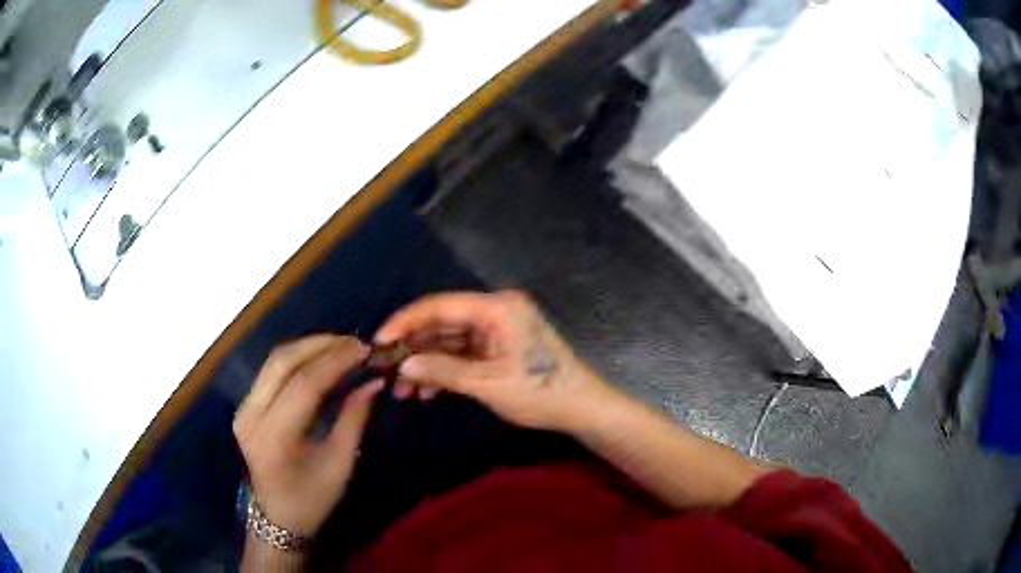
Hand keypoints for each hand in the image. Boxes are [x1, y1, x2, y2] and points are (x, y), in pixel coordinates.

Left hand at [233, 335, 383, 537]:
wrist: (277, 516)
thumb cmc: (313, 499)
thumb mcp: (340, 464)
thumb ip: (354, 419)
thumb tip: (374, 382)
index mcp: (274, 437)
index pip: (303, 384)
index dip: (335, 361)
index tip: (364, 350)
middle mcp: (251, 415)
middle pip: (282, 362)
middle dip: (320, 344)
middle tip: (354, 343)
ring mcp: (243, 408)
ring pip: (274, 361)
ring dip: (308, 347)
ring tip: (341, 346)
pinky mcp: (245, 406)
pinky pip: (271, 371)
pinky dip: (298, 359)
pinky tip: (320, 359)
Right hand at [375, 291, 614, 432]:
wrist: (581, 408)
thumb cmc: (540, 393)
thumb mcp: (488, 383)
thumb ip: (443, 371)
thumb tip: (403, 366)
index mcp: (496, 308)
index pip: (439, 306)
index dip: (404, 322)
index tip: (379, 343)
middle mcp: (495, 310)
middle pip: (442, 323)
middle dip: (413, 349)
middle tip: (386, 372)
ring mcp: (496, 329)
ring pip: (449, 340)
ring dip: (426, 364)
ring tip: (402, 391)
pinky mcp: (498, 346)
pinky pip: (462, 352)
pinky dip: (444, 370)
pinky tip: (426, 392)